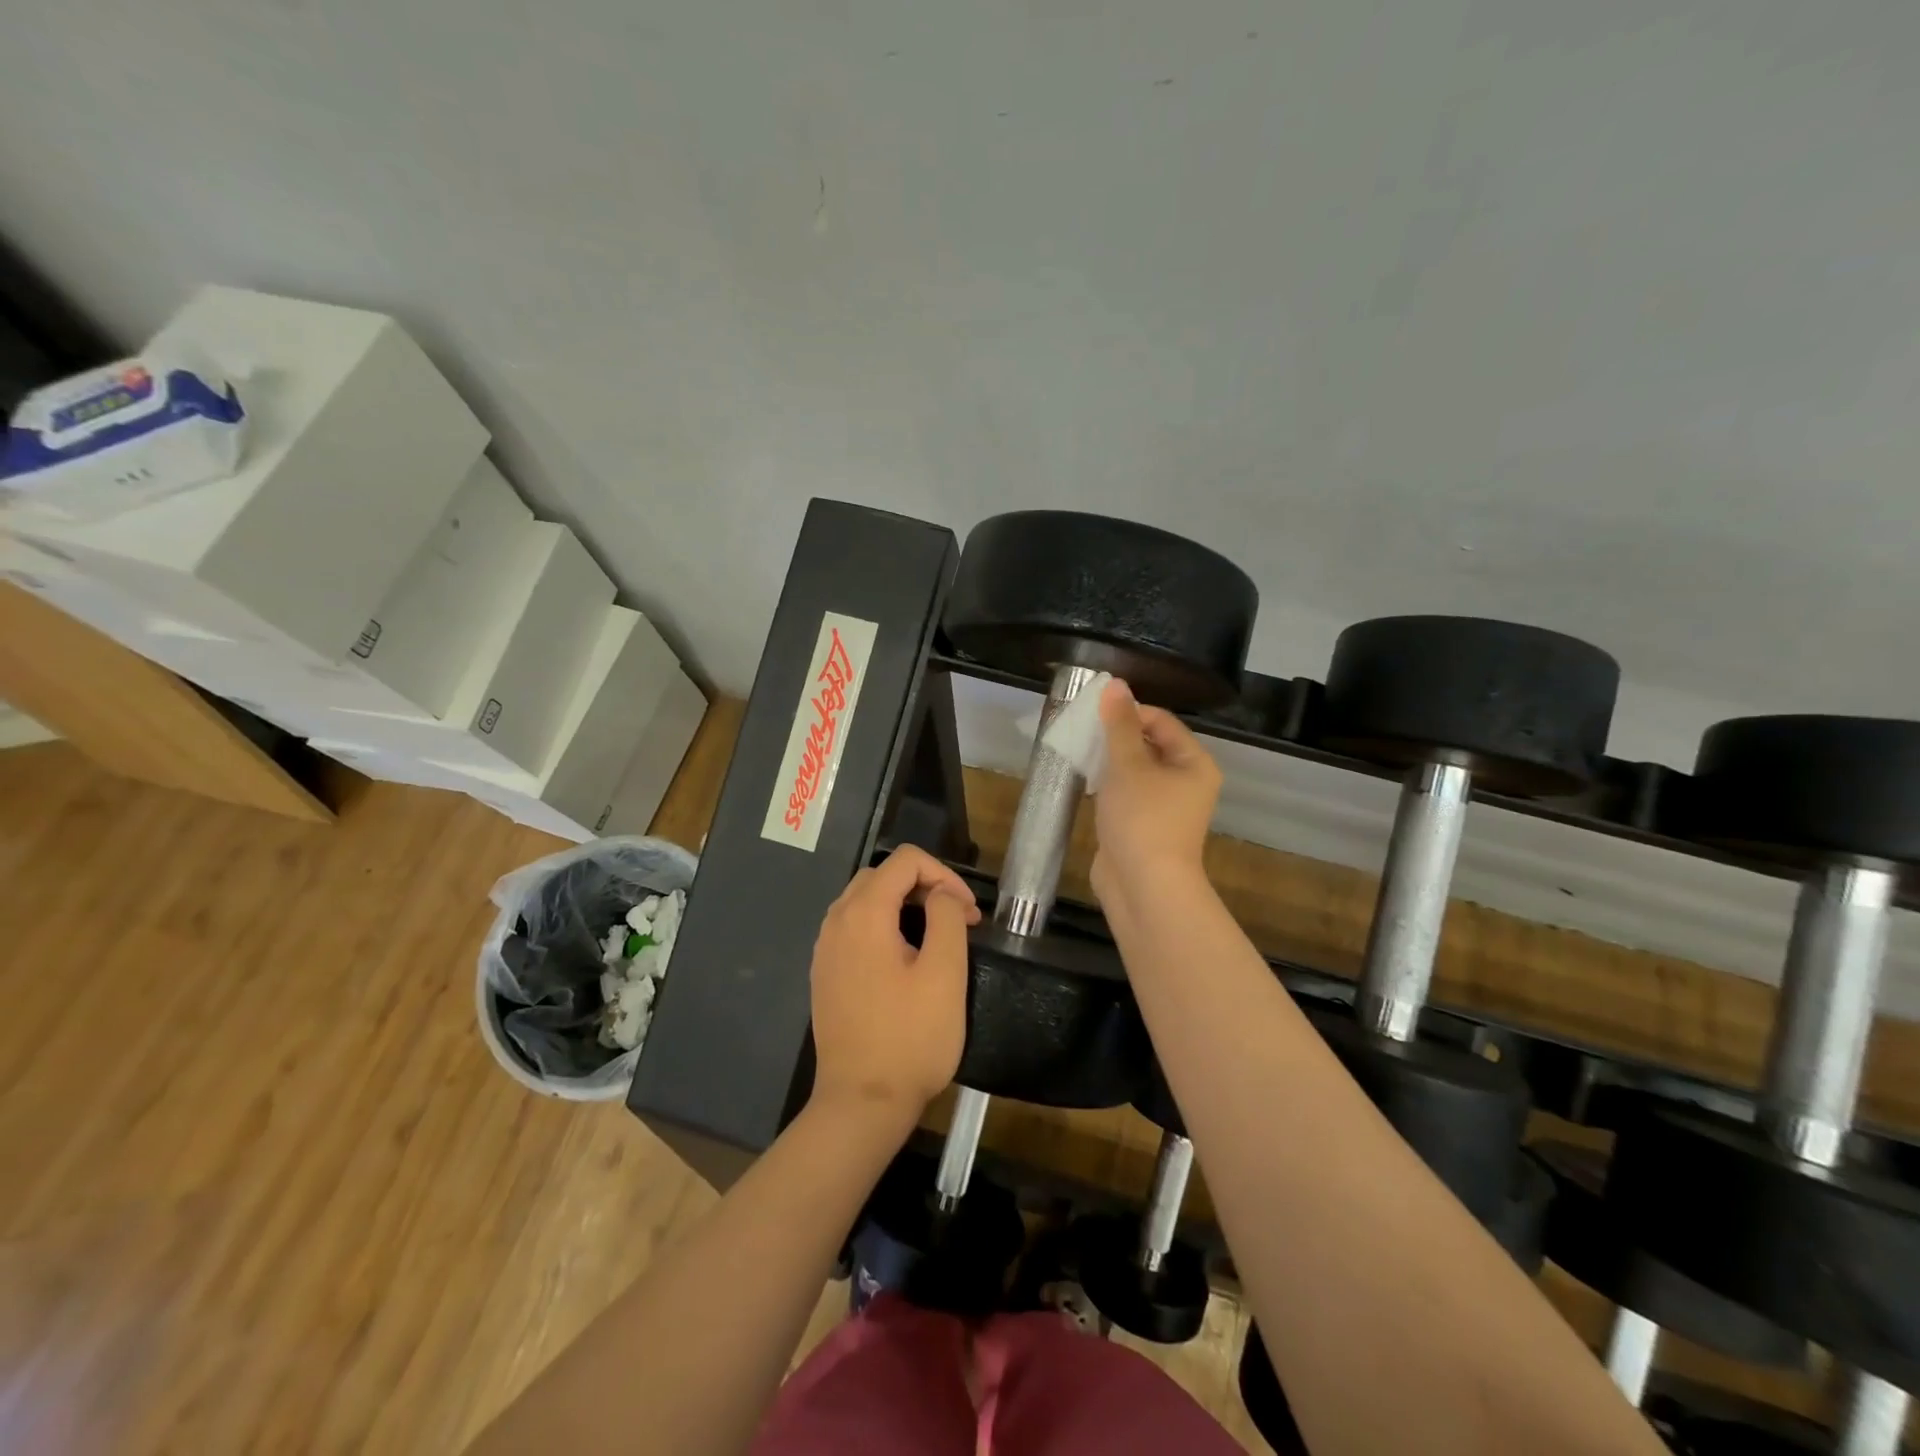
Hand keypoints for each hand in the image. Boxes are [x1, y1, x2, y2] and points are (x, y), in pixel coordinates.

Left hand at [808, 845, 980, 1119]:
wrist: (861, 1103)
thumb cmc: (910, 1038)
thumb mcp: (944, 973)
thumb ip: (946, 917)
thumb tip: (942, 893)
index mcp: (864, 913)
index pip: (906, 861)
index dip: (944, 875)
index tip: (970, 913)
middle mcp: (836, 921)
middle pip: (883, 875)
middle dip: (925, 886)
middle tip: (958, 920)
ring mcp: (825, 948)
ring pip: (866, 900)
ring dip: (904, 904)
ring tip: (936, 936)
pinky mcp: (824, 973)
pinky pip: (854, 927)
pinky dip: (883, 925)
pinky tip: (905, 958)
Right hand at [1092, 677, 1221, 905]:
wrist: (1144, 888)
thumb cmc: (1142, 819)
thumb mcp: (1128, 765)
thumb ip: (1119, 724)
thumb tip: (1115, 684)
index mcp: (1194, 763)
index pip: (1161, 721)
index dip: (1129, 712)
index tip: (1094, 713)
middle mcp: (1186, 782)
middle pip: (1149, 744)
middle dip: (1115, 736)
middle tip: (1081, 730)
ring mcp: (1165, 807)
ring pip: (1134, 771)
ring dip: (1108, 760)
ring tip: (1078, 751)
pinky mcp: (1143, 826)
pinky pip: (1125, 794)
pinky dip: (1107, 785)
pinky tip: (1084, 781)